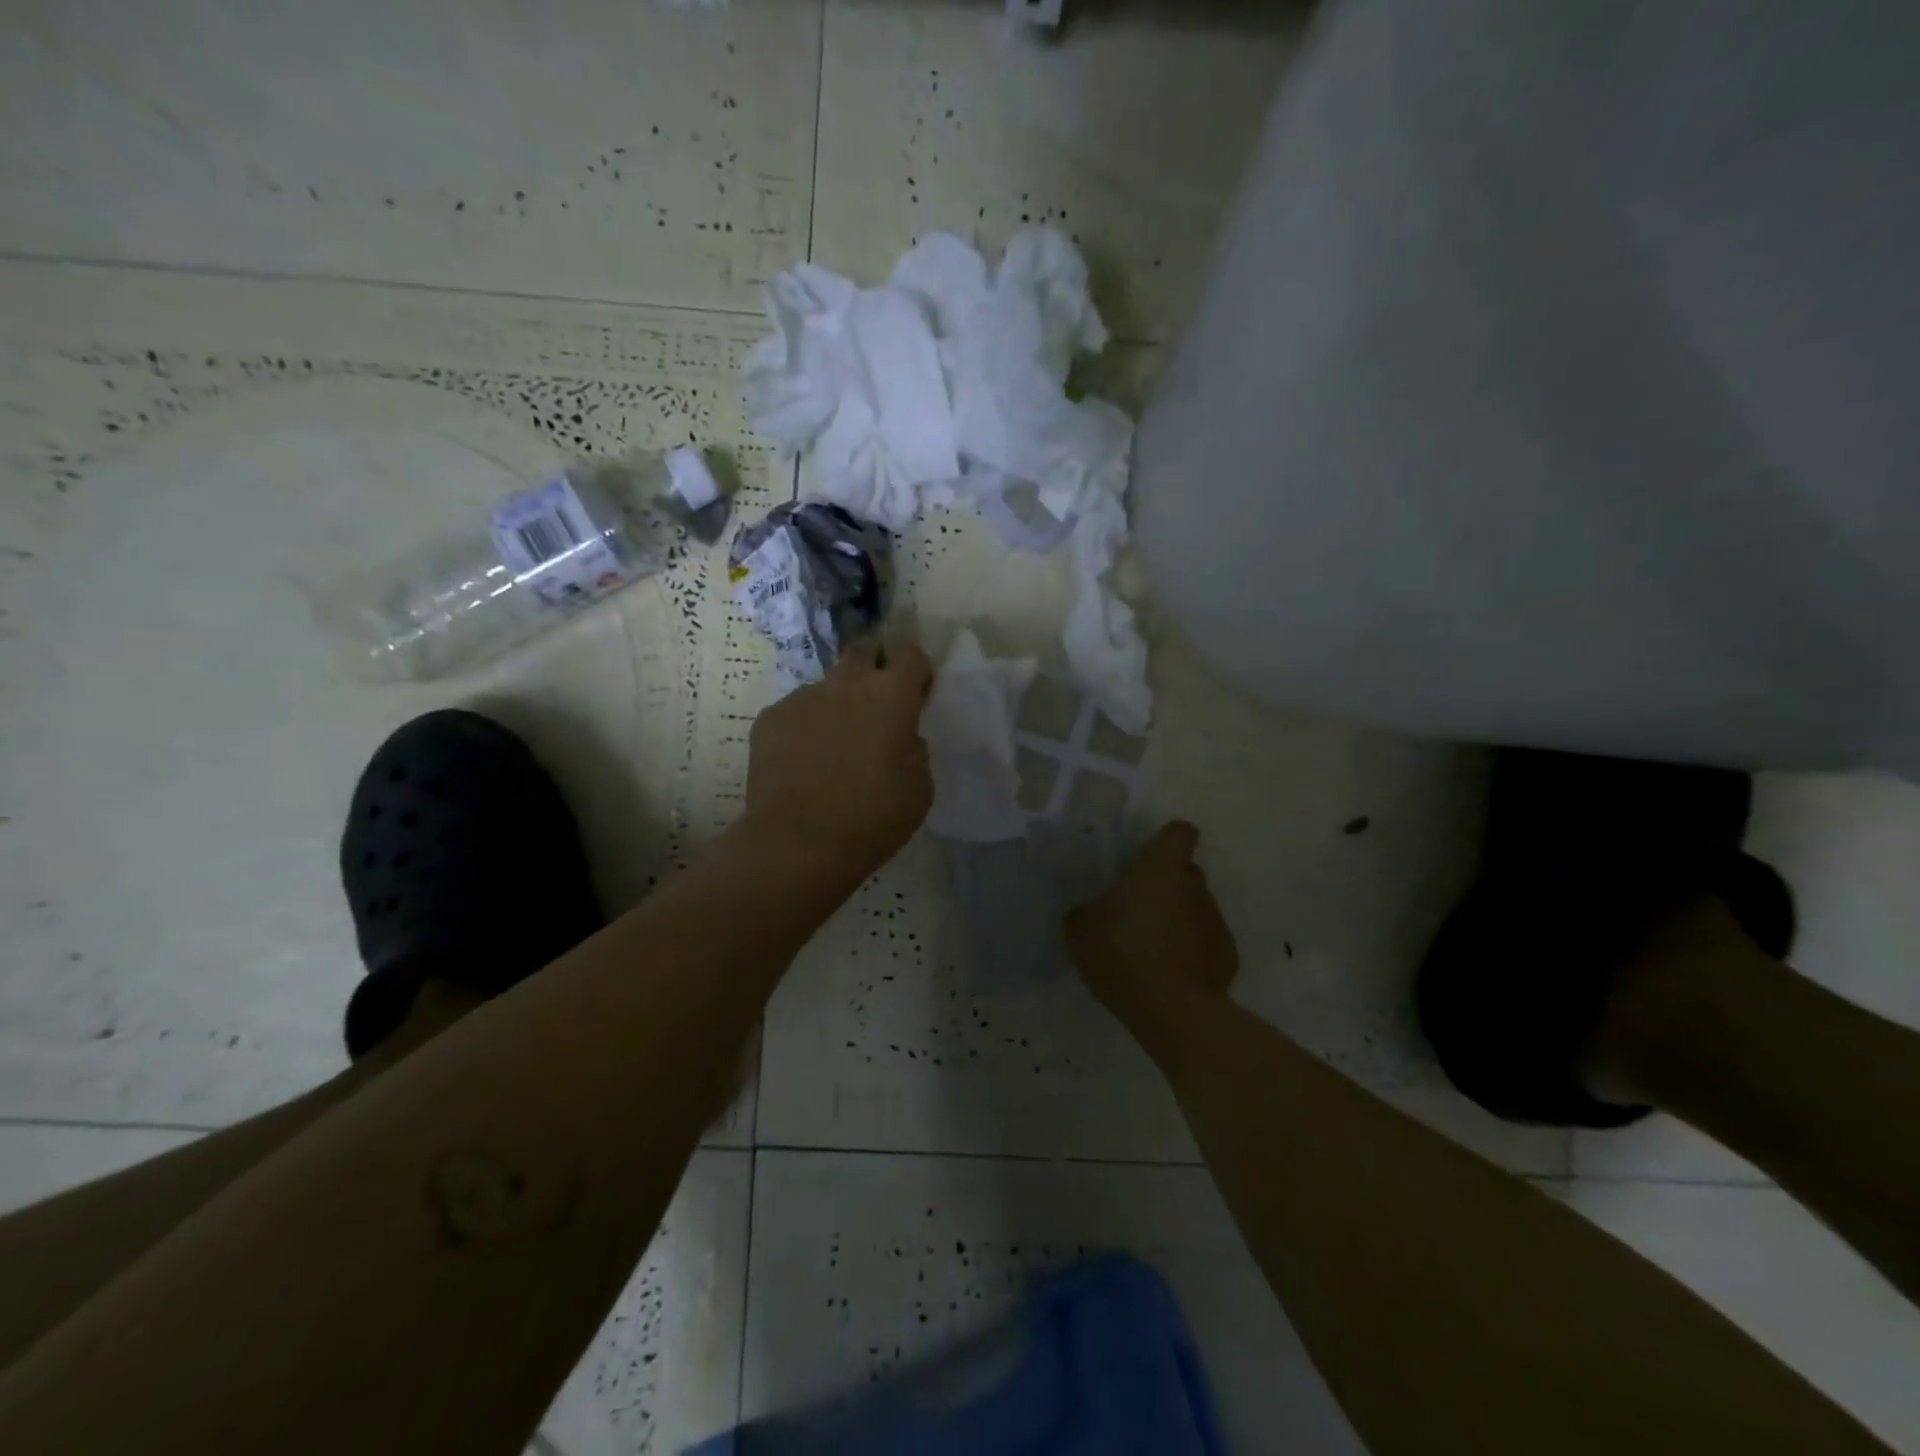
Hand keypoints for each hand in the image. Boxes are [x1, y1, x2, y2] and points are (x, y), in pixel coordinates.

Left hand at [744, 640, 934, 879]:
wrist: (799, 843)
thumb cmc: (873, 817)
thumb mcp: (920, 787)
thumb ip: (914, 748)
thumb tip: (900, 736)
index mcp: (890, 695)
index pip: (910, 653)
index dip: (917, 671)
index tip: (917, 696)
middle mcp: (846, 683)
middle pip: (864, 649)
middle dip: (876, 665)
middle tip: (878, 703)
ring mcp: (802, 697)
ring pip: (827, 685)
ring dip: (838, 703)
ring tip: (834, 746)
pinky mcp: (769, 718)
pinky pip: (796, 712)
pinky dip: (805, 728)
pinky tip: (803, 763)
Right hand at [1066, 821, 1238, 1022]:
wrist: (1172, 1011)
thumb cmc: (1122, 954)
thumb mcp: (1080, 930)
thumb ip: (1085, 911)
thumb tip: (1090, 910)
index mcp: (1160, 868)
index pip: (1179, 833)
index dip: (1166, 841)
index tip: (1148, 857)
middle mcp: (1195, 886)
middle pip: (1185, 872)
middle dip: (1165, 884)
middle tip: (1137, 909)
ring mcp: (1216, 921)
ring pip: (1195, 907)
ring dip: (1177, 919)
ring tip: (1151, 948)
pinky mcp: (1228, 956)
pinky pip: (1206, 942)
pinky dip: (1191, 951)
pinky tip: (1171, 974)